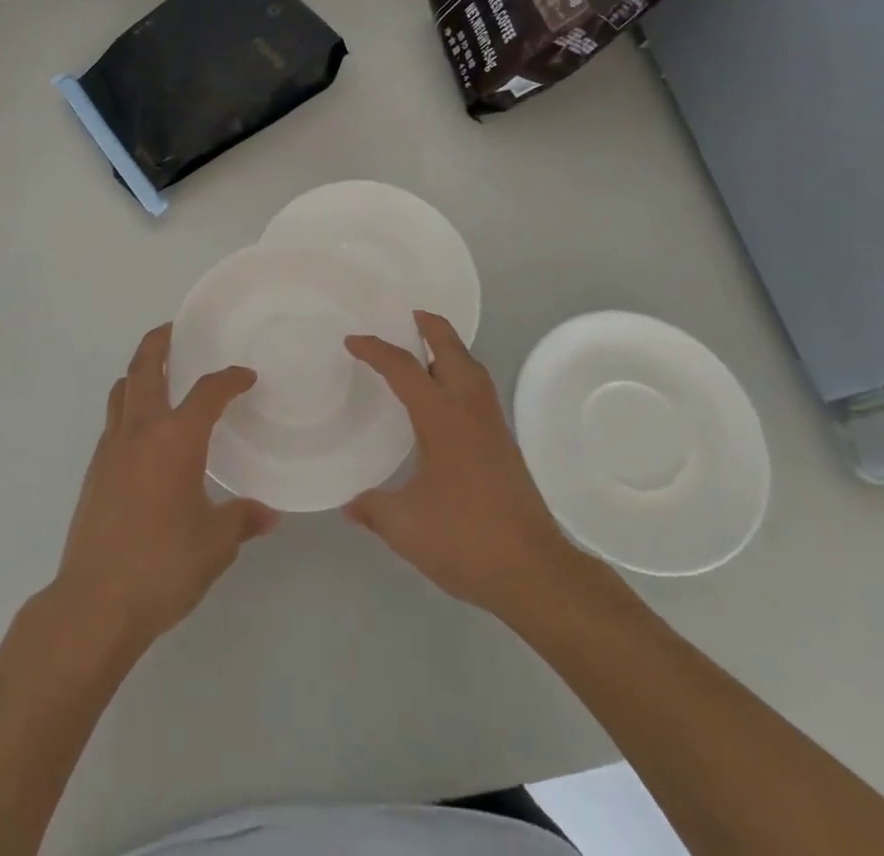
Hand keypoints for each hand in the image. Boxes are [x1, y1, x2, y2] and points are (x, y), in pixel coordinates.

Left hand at [51, 325, 278, 650]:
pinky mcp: (95, 471)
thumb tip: (269, 513)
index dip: (230, 379)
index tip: (245, 377)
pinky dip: (128, 407)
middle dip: (159, 342)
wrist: (95, 602)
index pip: (208, 392)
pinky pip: (113, 421)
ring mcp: (111, 449)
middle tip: (173, 329)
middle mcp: (141, 431)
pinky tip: (143, 433)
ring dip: (139, 372)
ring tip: (158, 373)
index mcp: (176, 438)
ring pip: (122, 391)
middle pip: (145, 368)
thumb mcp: (215, 544)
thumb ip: (243, 520)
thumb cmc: (163, 565)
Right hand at [344, 311, 586, 619]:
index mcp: (441, 418)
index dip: (376, 351)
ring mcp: (492, 425)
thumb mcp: (405, 526)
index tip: (353, 341)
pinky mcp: (504, 443)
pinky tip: (448, 398)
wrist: (533, 569)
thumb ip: (373, 509)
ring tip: (428, 347)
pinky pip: (480, 389)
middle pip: (452, 351)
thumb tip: (350, 506)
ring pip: (472, 368)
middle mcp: (469, 410)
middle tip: (410, 315)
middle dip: (432, 327)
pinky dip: (462, 373)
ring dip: (451, 349)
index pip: (404, 369)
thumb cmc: (464, 538)